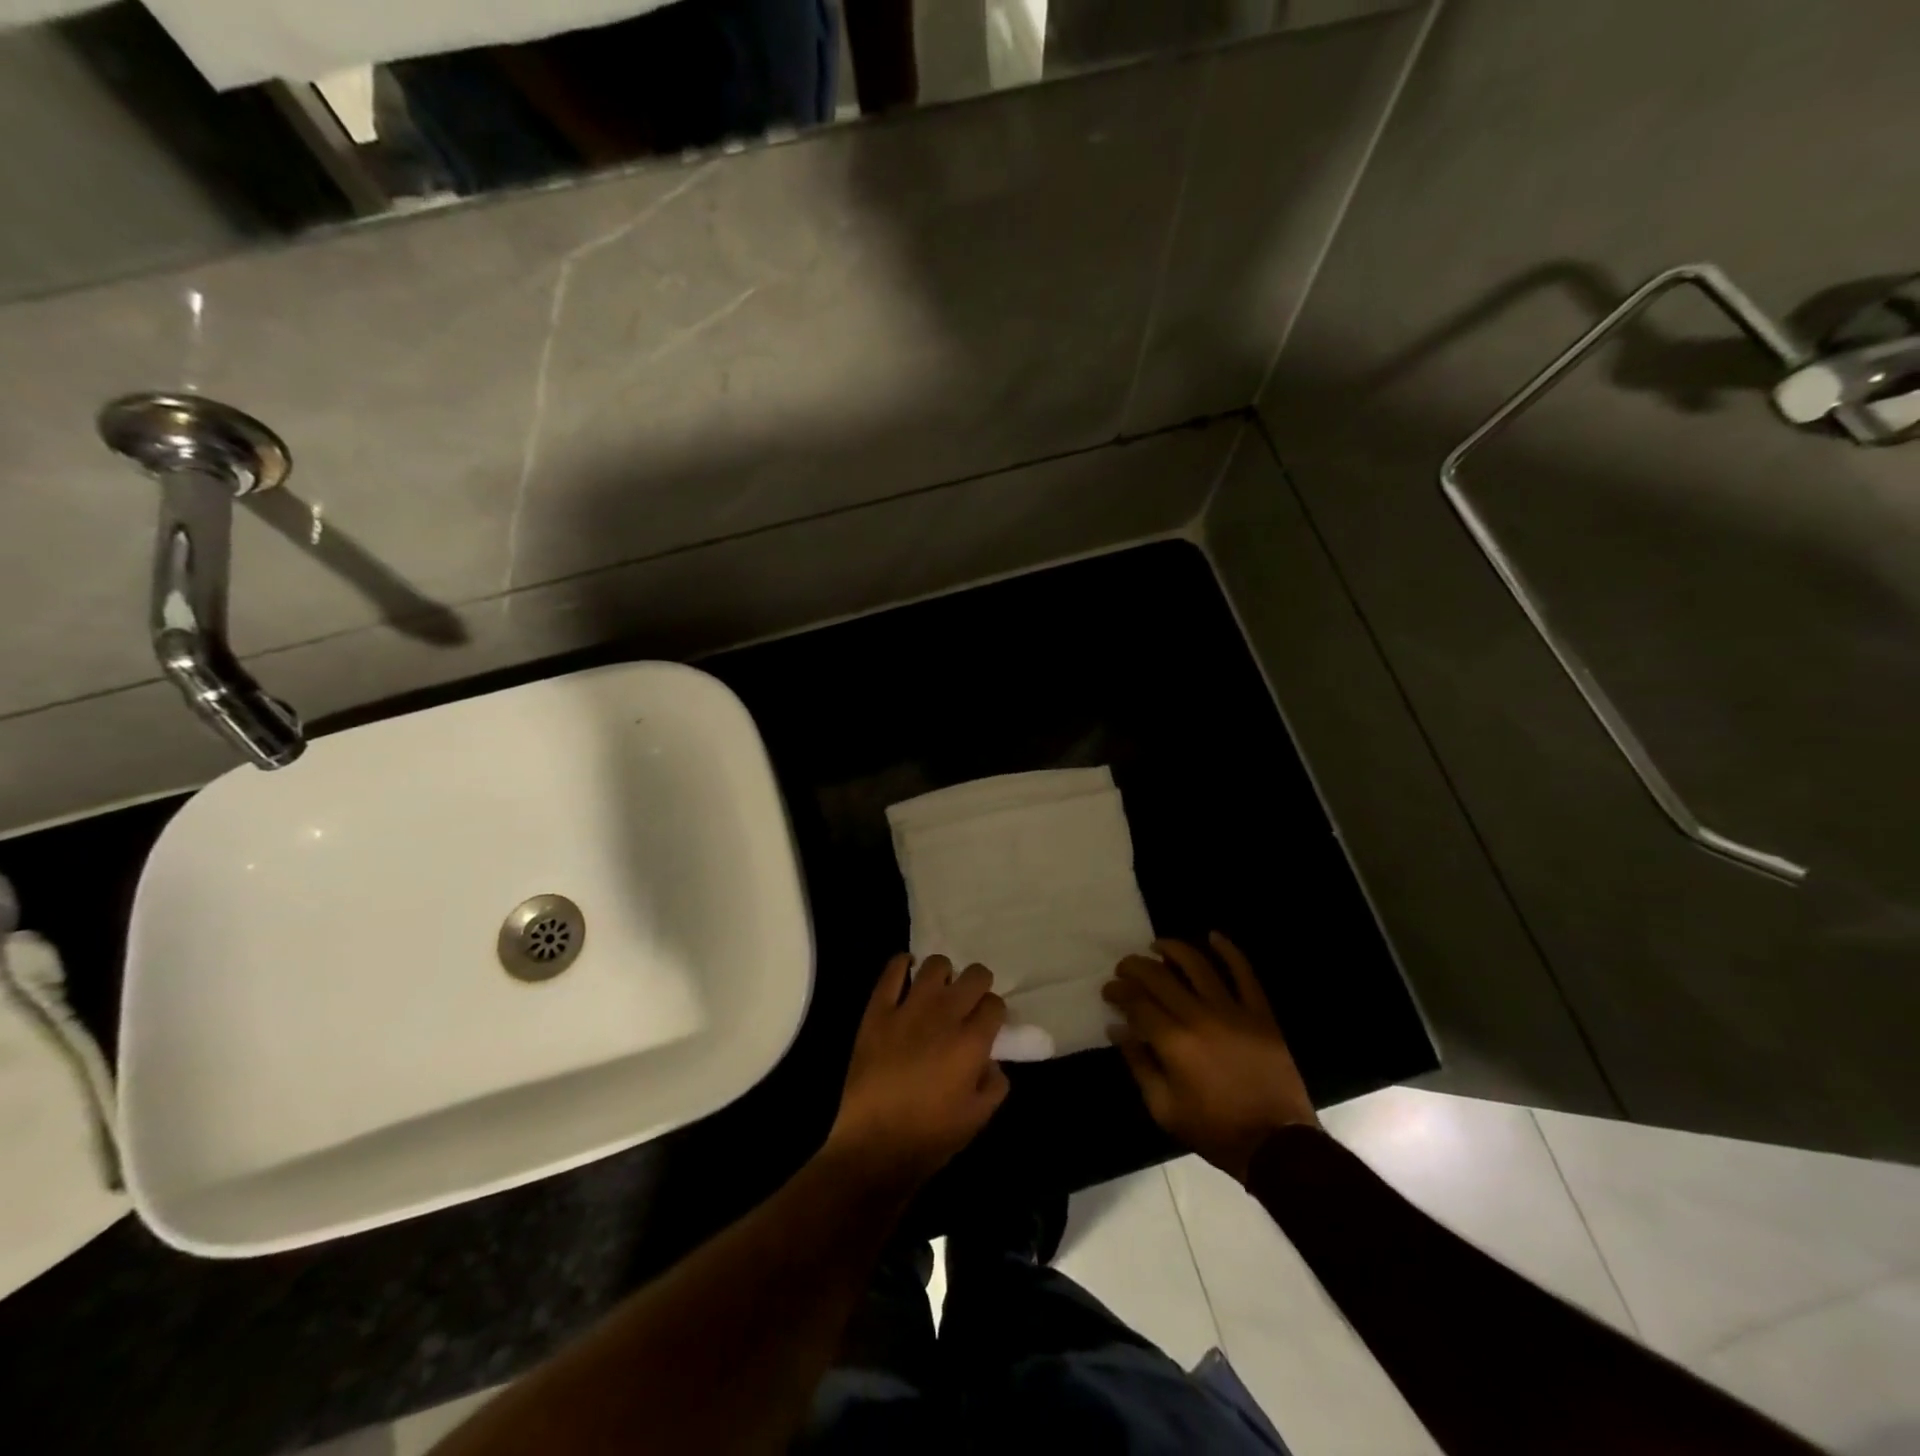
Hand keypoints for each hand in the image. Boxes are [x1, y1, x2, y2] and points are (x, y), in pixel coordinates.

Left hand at [824, 954, 1008, 1194]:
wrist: (874, 1145)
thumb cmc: (931, 1136)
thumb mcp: (979, 1117)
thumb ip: (995, 1083)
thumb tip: (991, 1060)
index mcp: (972, 1041)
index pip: (995, 1003)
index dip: (994, 1012)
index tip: (987, 1024)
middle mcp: (945, 1015)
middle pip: (974, 975)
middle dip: (977, 985)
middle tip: (968, 1003)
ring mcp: (909, 1008)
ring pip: (936, 965)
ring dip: (944, 975)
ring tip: (938, 991)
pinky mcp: (878, 1010)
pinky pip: (893, 970)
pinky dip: (903, 965)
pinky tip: (907, 974)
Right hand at [1103, 933, 1317, 1182]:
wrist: (1276, 1145)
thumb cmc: (1214, 1130)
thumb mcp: (1163, 1108)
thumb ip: (1138, 1063)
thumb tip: (1117, 1028)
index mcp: (1174, 1042)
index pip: (1137, 1002)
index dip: (1118, 992)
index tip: (1109, 991)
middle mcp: (1200, 1017)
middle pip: (1160, 977)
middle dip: (1136, 967)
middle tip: (1124, 967)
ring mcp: (1233, 1011)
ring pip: (1198, 965)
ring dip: (1173, 949)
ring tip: (1157, 945)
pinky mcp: (1261, 1013)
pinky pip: (1244, 973)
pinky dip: (1229, 951)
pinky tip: (1213, 936)